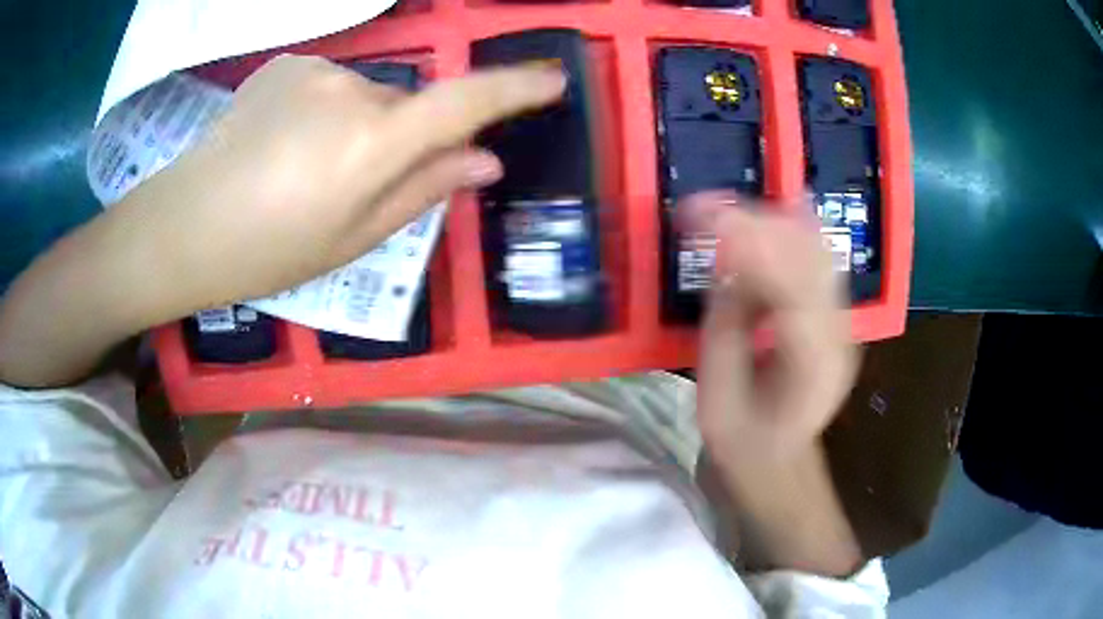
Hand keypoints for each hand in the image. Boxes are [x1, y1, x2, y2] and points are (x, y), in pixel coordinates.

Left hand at [122, 54, 566, 309]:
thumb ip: (423, 191)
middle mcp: (352, 91)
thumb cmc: (268, 251)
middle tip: (355, 184)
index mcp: (372, 144)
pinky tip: (282, 143)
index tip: (552, 82)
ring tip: (306, 169)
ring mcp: (316, 70)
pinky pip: (330, 85)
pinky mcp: (287, 64)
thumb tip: (483, 161)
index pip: (464, 103)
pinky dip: (324, 111)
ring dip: (358, 127)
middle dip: (401, 138)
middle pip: (407, 105)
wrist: (184, 225)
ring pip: (366, 96)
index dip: (514, 89)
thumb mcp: (353, 240)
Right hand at [683, 191, 858, 466]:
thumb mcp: (718, 393)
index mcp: (810, 367)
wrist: (781, 460)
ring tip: (724, 211)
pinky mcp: (837, 314)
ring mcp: (843, 323)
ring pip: (818, 252)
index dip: (750, 246)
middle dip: (757, 223)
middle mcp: (839, 336)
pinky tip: (776, 207)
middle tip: (703, 210)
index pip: (791, 290)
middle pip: (810, 260)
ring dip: (771, 222)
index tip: (706, 217)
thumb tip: (728, 265)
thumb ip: (728, 324)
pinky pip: (820, 259)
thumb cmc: (743, 440)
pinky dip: (795, 230)